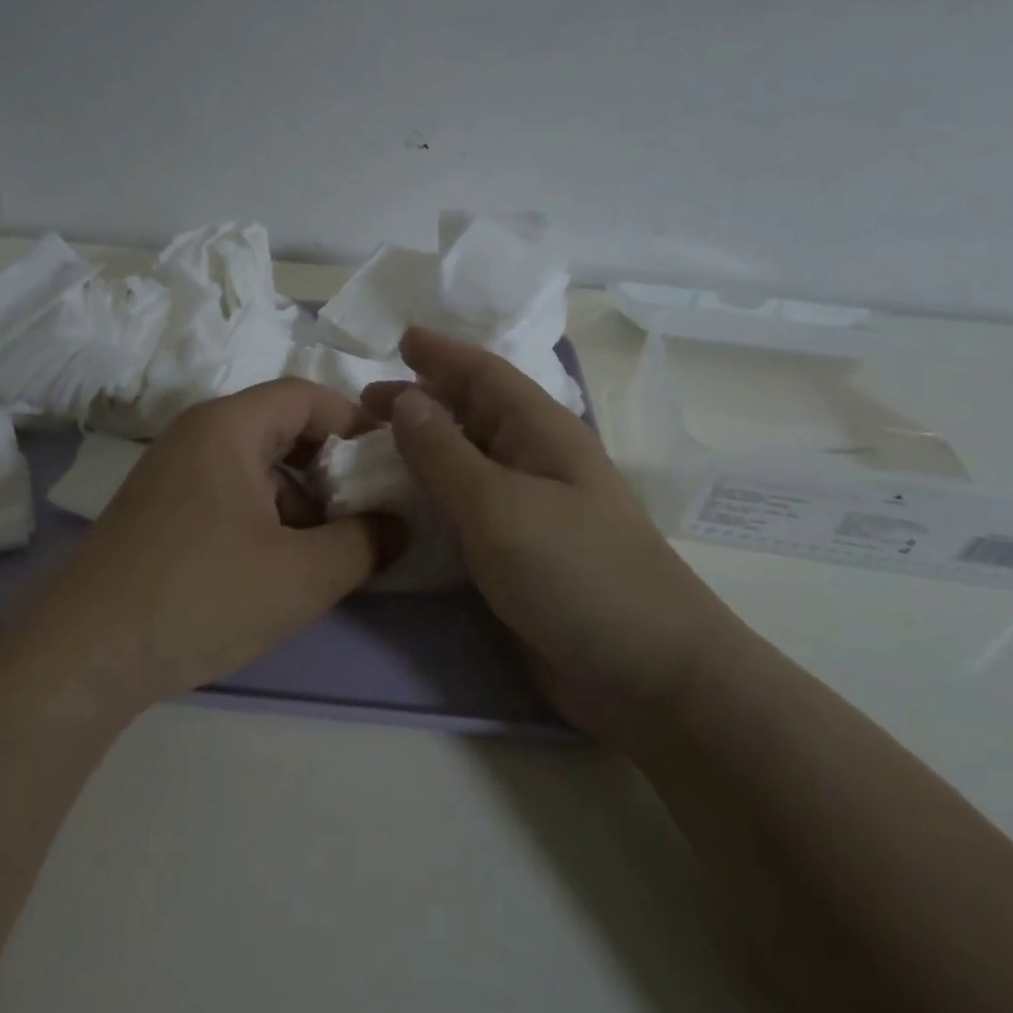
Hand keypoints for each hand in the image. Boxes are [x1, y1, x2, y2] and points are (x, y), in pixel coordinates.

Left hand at [35, 379, 396, 706]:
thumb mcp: (302, 574)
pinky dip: (262, 518)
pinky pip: (226, 494)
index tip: (389, 466)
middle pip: (281, 428)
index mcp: (228, 427)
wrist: (83, 652)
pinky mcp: (157, 511)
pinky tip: (273, 569)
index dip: (357, 423)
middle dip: (330, 468)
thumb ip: (366, 542)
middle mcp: (195, 435)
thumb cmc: (202, 595)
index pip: (307, 395)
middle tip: (364, 511)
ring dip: (298, 500)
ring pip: (255, 466)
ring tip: (322, 553)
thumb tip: (398, 526)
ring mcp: (170, 473)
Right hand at [363, 329, 737, 716]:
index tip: (399, 338)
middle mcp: (536, 462)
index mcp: (542, 433)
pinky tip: (403, 505)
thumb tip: (405, 397)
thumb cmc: (575, 573)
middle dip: (422, 400)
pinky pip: (466, 509)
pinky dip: (432, 498)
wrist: (647, 675)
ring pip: (467, 462)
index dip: (442, 353)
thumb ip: (444, 452)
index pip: (485, 374)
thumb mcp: (498, 505)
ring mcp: (531, 511)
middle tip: (365, 403)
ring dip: (422, 450)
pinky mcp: (520, 554)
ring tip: (373, 448)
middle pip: (473, 415)